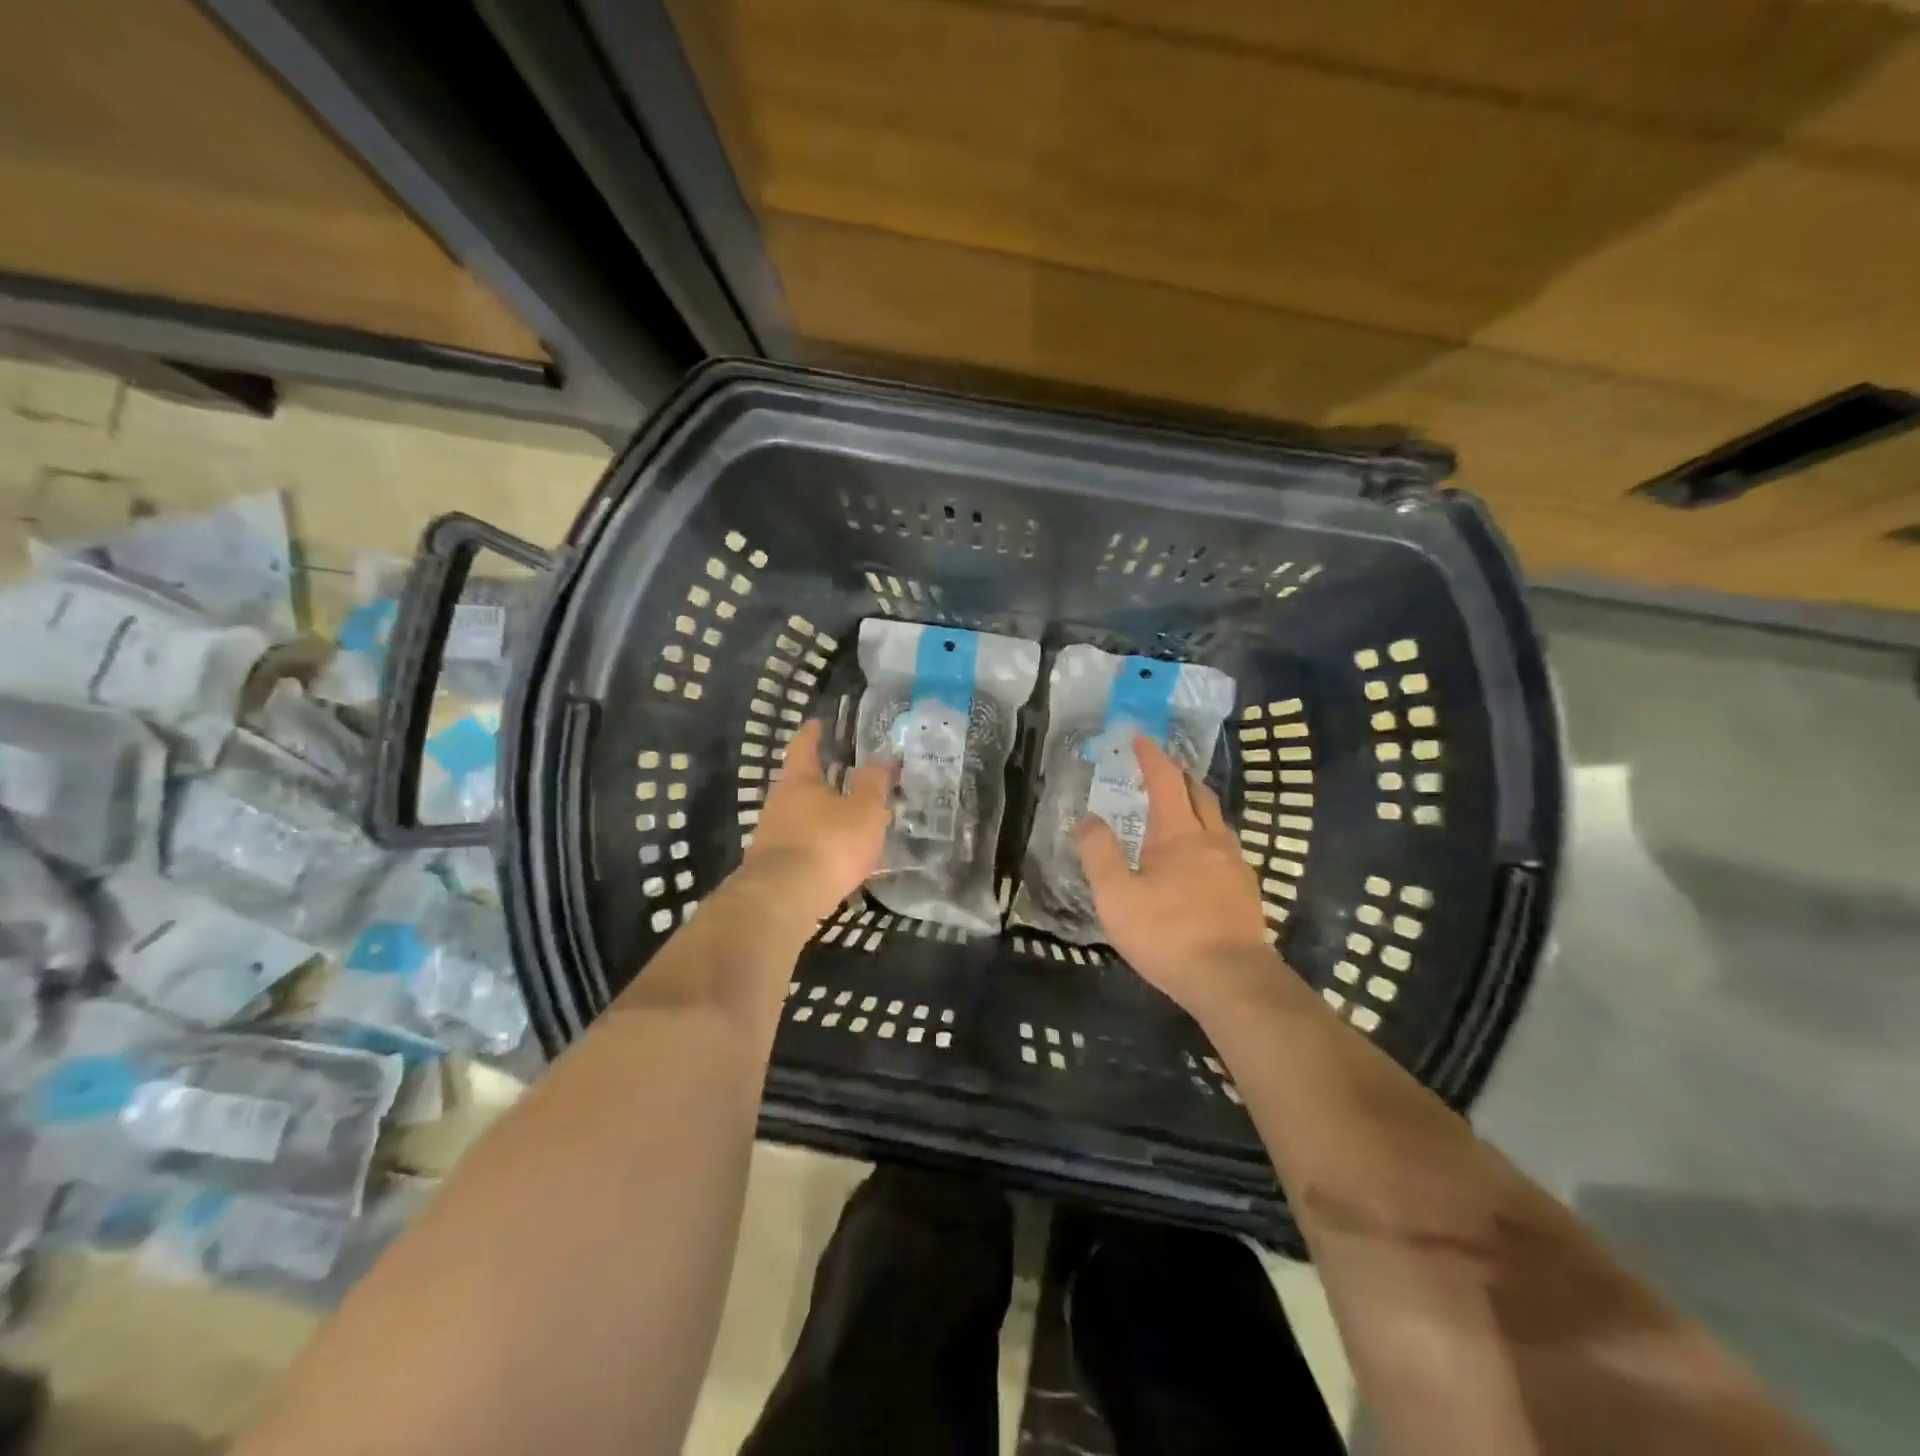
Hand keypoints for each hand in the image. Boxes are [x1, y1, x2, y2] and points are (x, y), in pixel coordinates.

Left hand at [739, 720, 892, 923]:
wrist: (784, 899)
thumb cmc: (829, 843)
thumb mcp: (865, 810)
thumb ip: (874, 784)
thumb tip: (881, 758)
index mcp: (799, 781)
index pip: (804, 747)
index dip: (813, 734)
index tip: (818, 723)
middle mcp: (778, 802)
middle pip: (800, 783)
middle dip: (822, 780)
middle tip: (847, 777)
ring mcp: (771, 835)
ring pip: (800, 816)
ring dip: (822, 815)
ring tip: (849, 820)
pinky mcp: (772, 866)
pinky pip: (801, 844)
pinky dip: (818, 843)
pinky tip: (836, 855)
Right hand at [1077, 737, 1273, 1014]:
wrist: (1232, 981)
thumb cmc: (1168, 934)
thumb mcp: (1116, 896)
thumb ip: (1098, 853)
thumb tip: (1087, 818)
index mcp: (1179, 833)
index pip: (1166, 780)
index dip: (1152, 757)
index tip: (1141, 738)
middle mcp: (1213, 839)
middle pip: (1199, 794)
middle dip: (1179, 776)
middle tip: (1161, 769)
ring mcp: (1236, 865)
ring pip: (1216, 821)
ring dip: (1196, 806)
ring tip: (1178, 811)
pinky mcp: (1247, 890)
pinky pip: (1226, 847)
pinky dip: (1208, 836)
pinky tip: (1199, 859)